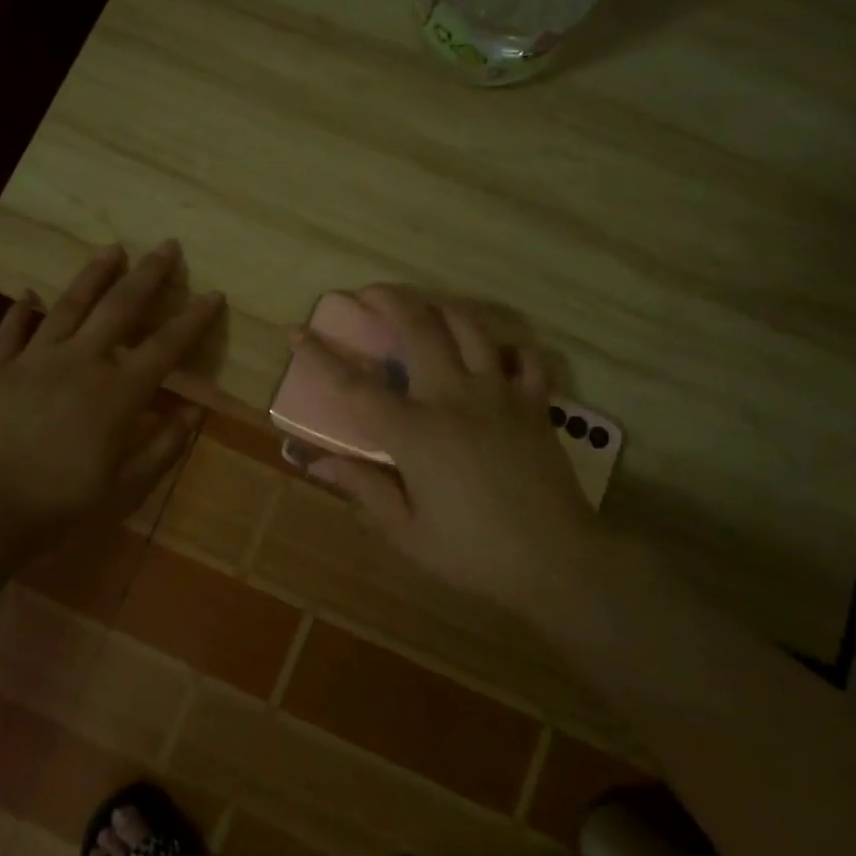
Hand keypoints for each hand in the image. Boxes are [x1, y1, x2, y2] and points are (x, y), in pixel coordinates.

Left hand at [0, 241, 220, 553]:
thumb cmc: (59, 504)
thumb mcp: (125, 487)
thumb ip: (163, 446)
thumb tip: (194, 412)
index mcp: (117, 392)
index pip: (165, 346)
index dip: (193, 319)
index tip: (213, 294)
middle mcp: (81, 361)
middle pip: (120, 307)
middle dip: (148, 274)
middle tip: (167, 245)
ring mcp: (35, 359)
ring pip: (69, 305)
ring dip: (94, 274)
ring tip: (112, 249)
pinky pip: (11, 331)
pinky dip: (20, 310)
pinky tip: (27, 293)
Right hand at [294, 287, 592, 607]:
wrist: (559, 562)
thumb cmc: (474, 553)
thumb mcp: (407, 532)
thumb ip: (363, 489)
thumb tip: (318, 462)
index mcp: (416, 433)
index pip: (356, 386)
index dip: (321, 357)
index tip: (297, 332)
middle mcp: (454, 398)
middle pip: (418, 328)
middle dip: (388, 300)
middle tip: (368, 292)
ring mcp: (499, 394)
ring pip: (470, 327)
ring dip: (442, 306)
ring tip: (425, 303)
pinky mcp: (534, 403)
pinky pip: (525, 357)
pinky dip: (508, 346)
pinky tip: (494, 352)